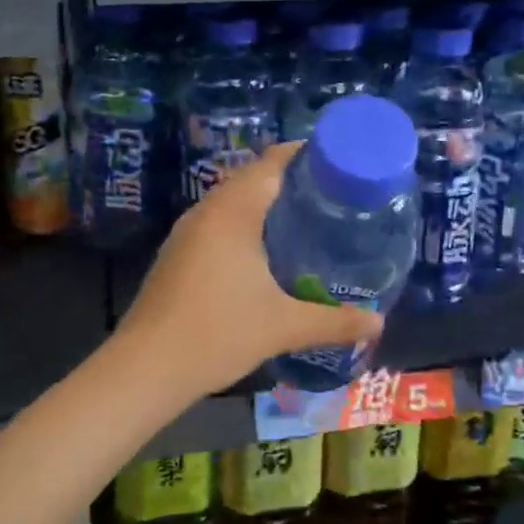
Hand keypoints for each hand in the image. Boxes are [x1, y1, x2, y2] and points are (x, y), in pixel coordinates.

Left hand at [118, 143, 384, 396]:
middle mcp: (208, 210)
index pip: (272, 162)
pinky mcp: (179, 252)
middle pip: (254, 177)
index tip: (340, 162)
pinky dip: (247, 224)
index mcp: (233, 211)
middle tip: (334, 195)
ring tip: (308, 219)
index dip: (305, 154)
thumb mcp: (283, 326)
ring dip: (267, 203)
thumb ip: (334, 321)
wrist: (146, 368)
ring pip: (234, 201)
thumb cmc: (217, 333)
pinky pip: (220, 222)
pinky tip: (267, 252)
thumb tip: (378, 322)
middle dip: (292, 181)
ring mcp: (188, 231)